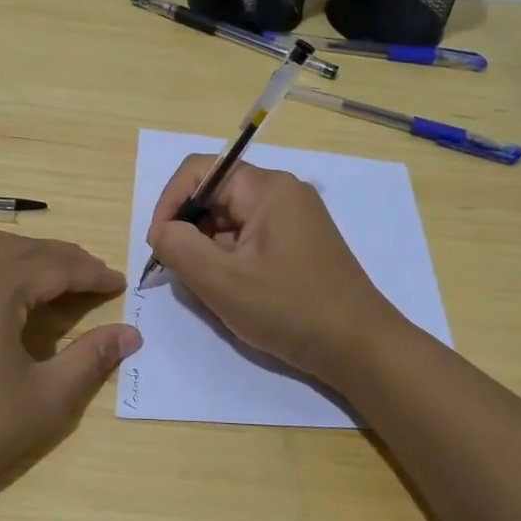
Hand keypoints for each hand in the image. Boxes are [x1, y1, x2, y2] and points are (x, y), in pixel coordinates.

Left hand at [0, 228, 139, 517]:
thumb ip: (91, 358)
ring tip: (49, 277)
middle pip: (23, 248)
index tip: (119, 283)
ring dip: (24, 254)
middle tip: (93, 279)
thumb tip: (130, 334)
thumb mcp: (46, 398)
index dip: (92, 273)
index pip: (56, 265)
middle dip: (63, 258)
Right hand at [146, 155, 404, 383]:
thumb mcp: (221, 281)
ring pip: (230, 221)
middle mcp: (282, 193)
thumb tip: (162, 231)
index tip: (159, 245)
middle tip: (182, 274)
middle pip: (215, 195)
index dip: (168, 203)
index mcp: (266, 188)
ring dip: (209, 250)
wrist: (360, 348)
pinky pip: (250, 239)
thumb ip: (178, 247)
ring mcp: (294, 218)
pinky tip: (234, 294)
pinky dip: (231, 261)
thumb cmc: (289, 309)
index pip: (198, 171)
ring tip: (210, 290)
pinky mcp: (299, 244)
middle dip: (189, 231)